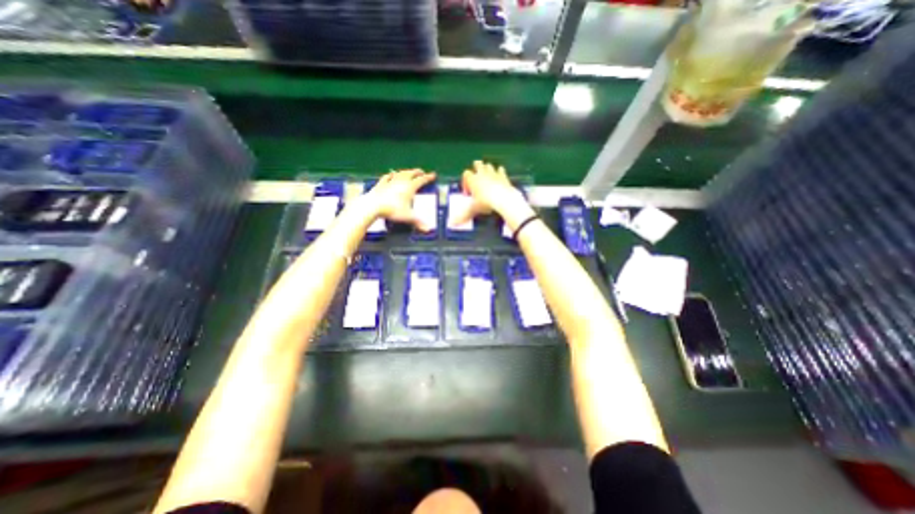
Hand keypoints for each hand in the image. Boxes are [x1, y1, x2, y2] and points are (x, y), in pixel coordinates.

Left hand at [364, 169, 437, 230]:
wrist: (373, 206)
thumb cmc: (392, 210)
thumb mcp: (407, 217)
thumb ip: (418, 222)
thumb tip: (428, 230)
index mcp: (410, 187)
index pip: (421, 180)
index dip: (428, 177)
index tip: (433, 175)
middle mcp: (401, 182)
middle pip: (411, 173)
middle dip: (417, 172)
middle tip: (422, 172)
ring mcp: (390, 182)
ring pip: (400, 173)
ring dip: (406, 172)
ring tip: (408, 172)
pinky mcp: (380, 184)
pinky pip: (387, 177)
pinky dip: (391, 175)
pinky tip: (391, 174)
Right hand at [452, 158, 532, 226]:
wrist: (503, 199)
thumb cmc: (485, 203)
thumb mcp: (473, 210)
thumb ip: (463, 216)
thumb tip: (452, 223)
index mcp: (473, 179)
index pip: (466, 174)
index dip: (465, 181)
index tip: (468, 192)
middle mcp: (482, 174)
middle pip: (477, 164)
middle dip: (476, 168)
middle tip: (477, 178)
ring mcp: (493, 173)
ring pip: (489, 165)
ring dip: (487, 170)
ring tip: (487, 178)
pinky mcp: (503, 176)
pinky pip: (501, 170)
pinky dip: (499, 172)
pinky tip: (499, 178)